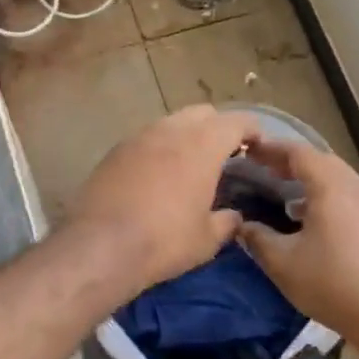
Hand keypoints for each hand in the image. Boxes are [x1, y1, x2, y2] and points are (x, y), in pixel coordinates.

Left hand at [67, 106, 256, 290]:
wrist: (100, 245)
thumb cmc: (164, 240)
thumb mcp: (206, 239)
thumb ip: (226, 222)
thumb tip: (234, 216)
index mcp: (202, 145)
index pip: (236, 122)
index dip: (252, 129)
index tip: (258, 144)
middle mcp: (171, 130)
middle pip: (203, 113)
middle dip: (218, 127)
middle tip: (226, 153)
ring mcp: (139, 136)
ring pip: (172, 121)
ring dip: (187, 134)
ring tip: (191, 162)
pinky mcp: (116, 149)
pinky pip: (147, 137)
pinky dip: (160, 146)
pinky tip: (159, 173)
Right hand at [235, 138, 358, 337]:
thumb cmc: (332, 282)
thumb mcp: (283, 263)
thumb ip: (258, 239)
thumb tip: (242, 226)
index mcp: (330, 185)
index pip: (297, 152)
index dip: (271, 148)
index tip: (248, 150)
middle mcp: (355, 186)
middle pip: (320, 161)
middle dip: (291, 163)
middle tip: (264, 170)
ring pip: (338, 180)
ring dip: (311, 181)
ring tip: (286, 195)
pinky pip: (350, 198)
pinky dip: (328, 198)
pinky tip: (314, 221)